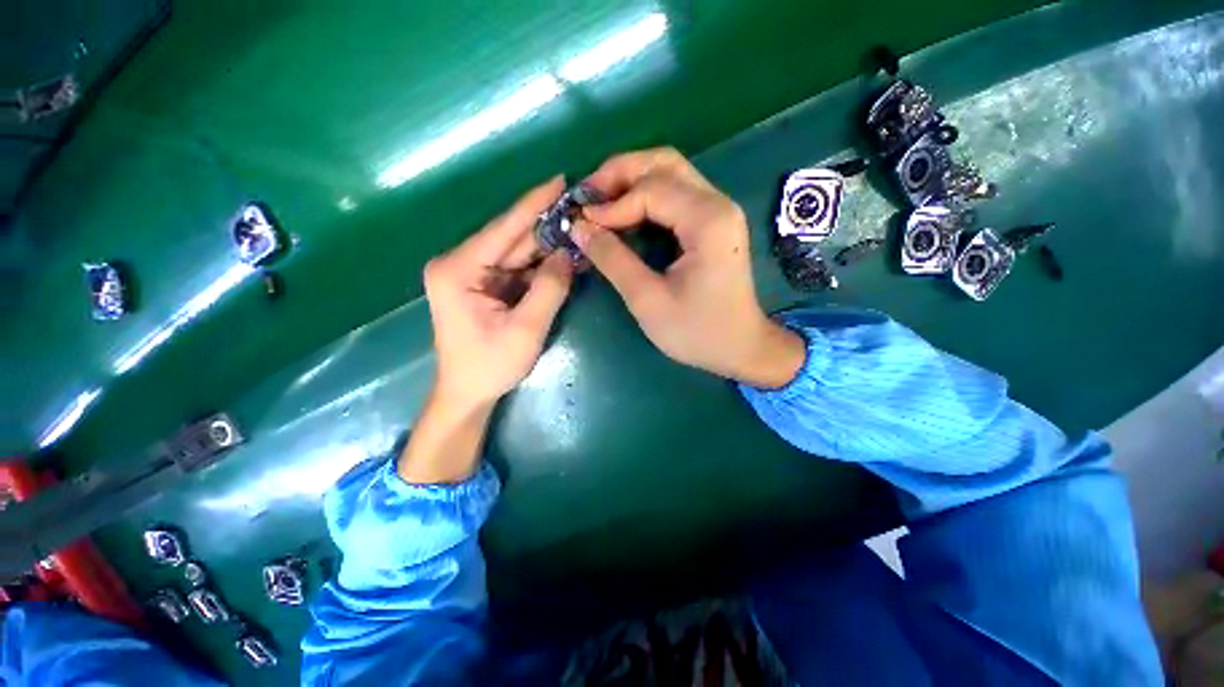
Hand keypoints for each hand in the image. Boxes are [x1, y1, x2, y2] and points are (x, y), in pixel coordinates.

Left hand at [402, 177, 573, 483]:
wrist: (467, 393)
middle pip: (510, 238)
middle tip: (580, 208)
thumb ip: (549, 288)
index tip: (560, 180)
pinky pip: (516, 268)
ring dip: (547, 245)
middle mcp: (460, 263)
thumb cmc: (489, 366)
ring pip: (516, 252)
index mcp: (458, 269)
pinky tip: (565, 257)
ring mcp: (471, 274)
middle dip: (546, 225)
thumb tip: (569, 254)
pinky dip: (540, 265)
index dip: (533, 204)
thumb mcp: (525, 330)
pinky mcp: (483, 285)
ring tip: (579, 231)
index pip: (503, 228)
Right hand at [573, 148, 804, 387]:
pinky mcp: (713, 222)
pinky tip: (623, 213)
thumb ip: (612, 260)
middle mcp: (717, 204)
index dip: (611, 203)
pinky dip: (644, 196)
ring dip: (631, 180)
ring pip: (669, 172)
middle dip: (619, 174)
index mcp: (707, 221)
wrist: (741, 347)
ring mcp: (718, 210)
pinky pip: (675, 193)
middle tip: (587, 197)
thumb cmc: (697, 332)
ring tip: (599, 202)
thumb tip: (579, 227)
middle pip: (663, 163)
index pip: (651, 190)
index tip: (581, 223)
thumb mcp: (648, 300)